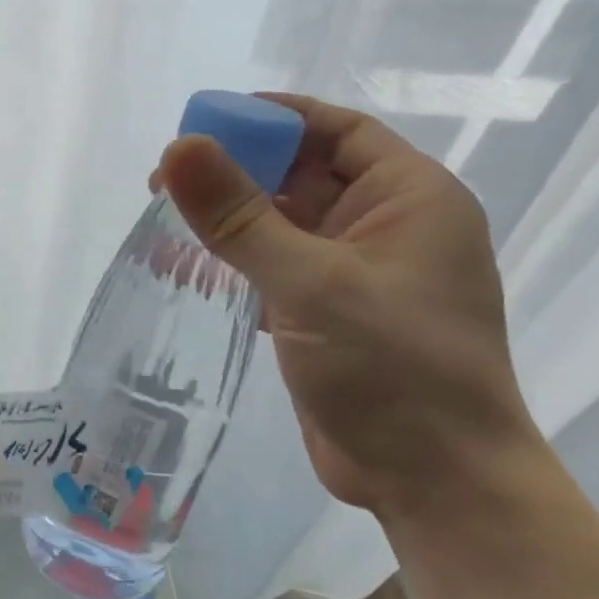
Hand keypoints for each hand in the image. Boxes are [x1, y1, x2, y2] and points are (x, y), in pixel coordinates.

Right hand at [157, 94, 538, 519]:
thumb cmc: (392, 367)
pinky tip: (191, 270)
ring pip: (285, 228)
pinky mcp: (329, 318)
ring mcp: (356, 277)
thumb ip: (241, 217)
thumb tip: (179, 149)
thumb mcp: (312, 283)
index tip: (203, 122)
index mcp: (409, 199)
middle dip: (239, 172)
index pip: (335, 132)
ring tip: (165, 220)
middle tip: (166, 179)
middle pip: (304, 177)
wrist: (434, 480)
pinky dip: (238, 266)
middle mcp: (386, 228)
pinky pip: (277, 272)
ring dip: (232, 222)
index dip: (272, 119)